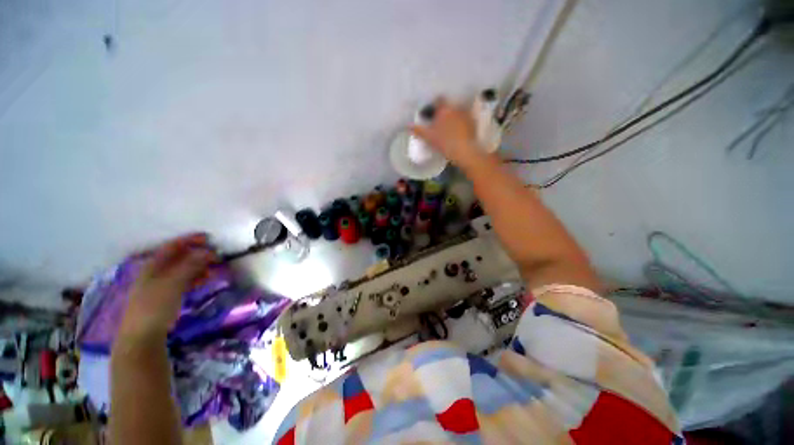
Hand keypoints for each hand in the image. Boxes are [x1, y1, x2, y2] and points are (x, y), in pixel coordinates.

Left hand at [118, 234, 215, 342]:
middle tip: (216, 256)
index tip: (209, 238)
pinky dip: (194, 278)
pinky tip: (203, 281)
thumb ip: (190, 265)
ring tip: (213, 269)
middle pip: (178, 257)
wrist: (142, 336)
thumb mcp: (173, 283)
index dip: (189, 240)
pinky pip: (182, 281)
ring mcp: (159, 285)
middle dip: (197, 254)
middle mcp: (155, 272)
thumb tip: (208, 251)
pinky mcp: (164, 297)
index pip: (172, 246)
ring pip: (181, 270)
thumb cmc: (155, 306)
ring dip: (198, 267)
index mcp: (153, 266)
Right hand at [410, 98, 484, 168]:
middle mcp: (456, 108)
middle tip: (440, 122)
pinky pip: (466, 119)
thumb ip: (418, 130)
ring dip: (454, 116)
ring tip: (450, 127)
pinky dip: (462, 122)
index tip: (432, 111)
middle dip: (444, 111)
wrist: (464, 151)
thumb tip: (407, 125)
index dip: (435, 104)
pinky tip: (459, 132)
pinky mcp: (473, 122)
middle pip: (449, 105)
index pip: (438, 99)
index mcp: (444, 109)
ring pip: (458, 111)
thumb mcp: (428, 138)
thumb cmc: (444, 143)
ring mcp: (466, 114)